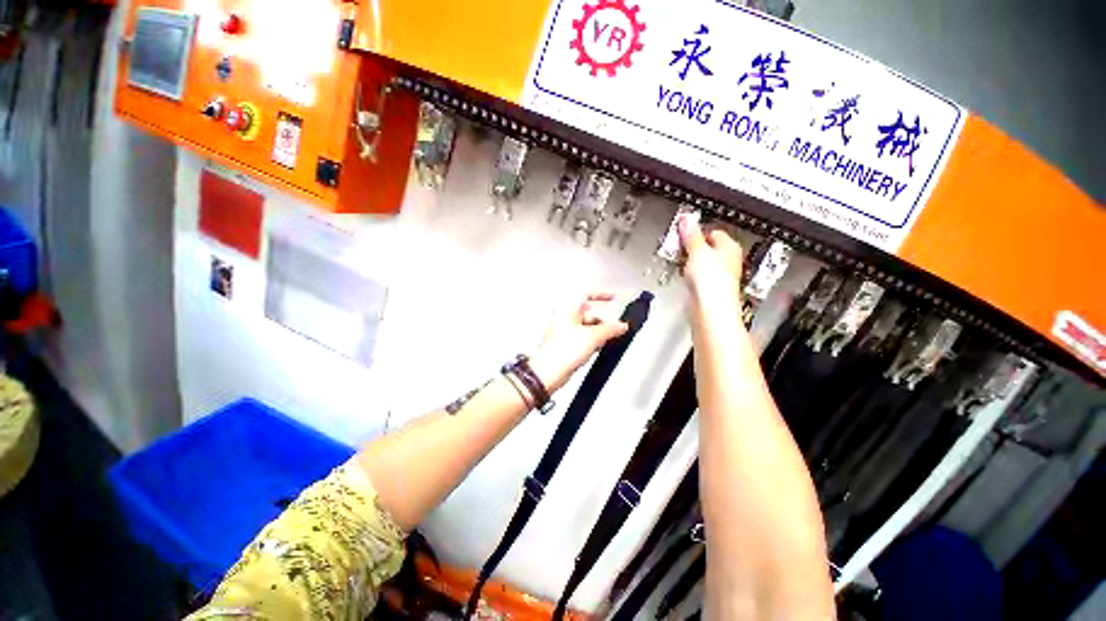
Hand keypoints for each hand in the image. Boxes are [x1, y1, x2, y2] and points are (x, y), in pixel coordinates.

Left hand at [529, 292, 629, 392]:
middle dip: (602, 322)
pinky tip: (595, 349)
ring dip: (597, 333)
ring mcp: (562, 331)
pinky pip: (581, 338)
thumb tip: (621, 325)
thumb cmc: (562, 351)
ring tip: (604, 342)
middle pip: (588, 314)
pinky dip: (590, 341)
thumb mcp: (593, 336)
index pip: (586, 295)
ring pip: (585, 327)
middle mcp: (563, 317)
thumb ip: (610, 329)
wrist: (549, 372)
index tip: (613, 298)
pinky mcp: (563, 344)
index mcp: (567, 308)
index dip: (601, 295)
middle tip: (614, 330)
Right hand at [678, 213, 743, 309]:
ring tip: (678, 259)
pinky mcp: (707, 287)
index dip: (697, 230)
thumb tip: (687, 219)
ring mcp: (717, 275)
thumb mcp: (697, 250)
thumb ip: (690, 234)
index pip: (713, 231)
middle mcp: (726, 260)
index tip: (682, 230)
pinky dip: (688, 273)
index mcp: (730, 247)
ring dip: (688, 260)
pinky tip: (682, 274)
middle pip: (706, 247)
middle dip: (691, 246)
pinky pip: (696, 275)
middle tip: (678, 245)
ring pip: (700, 261)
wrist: (710, 308)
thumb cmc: (712, 280)